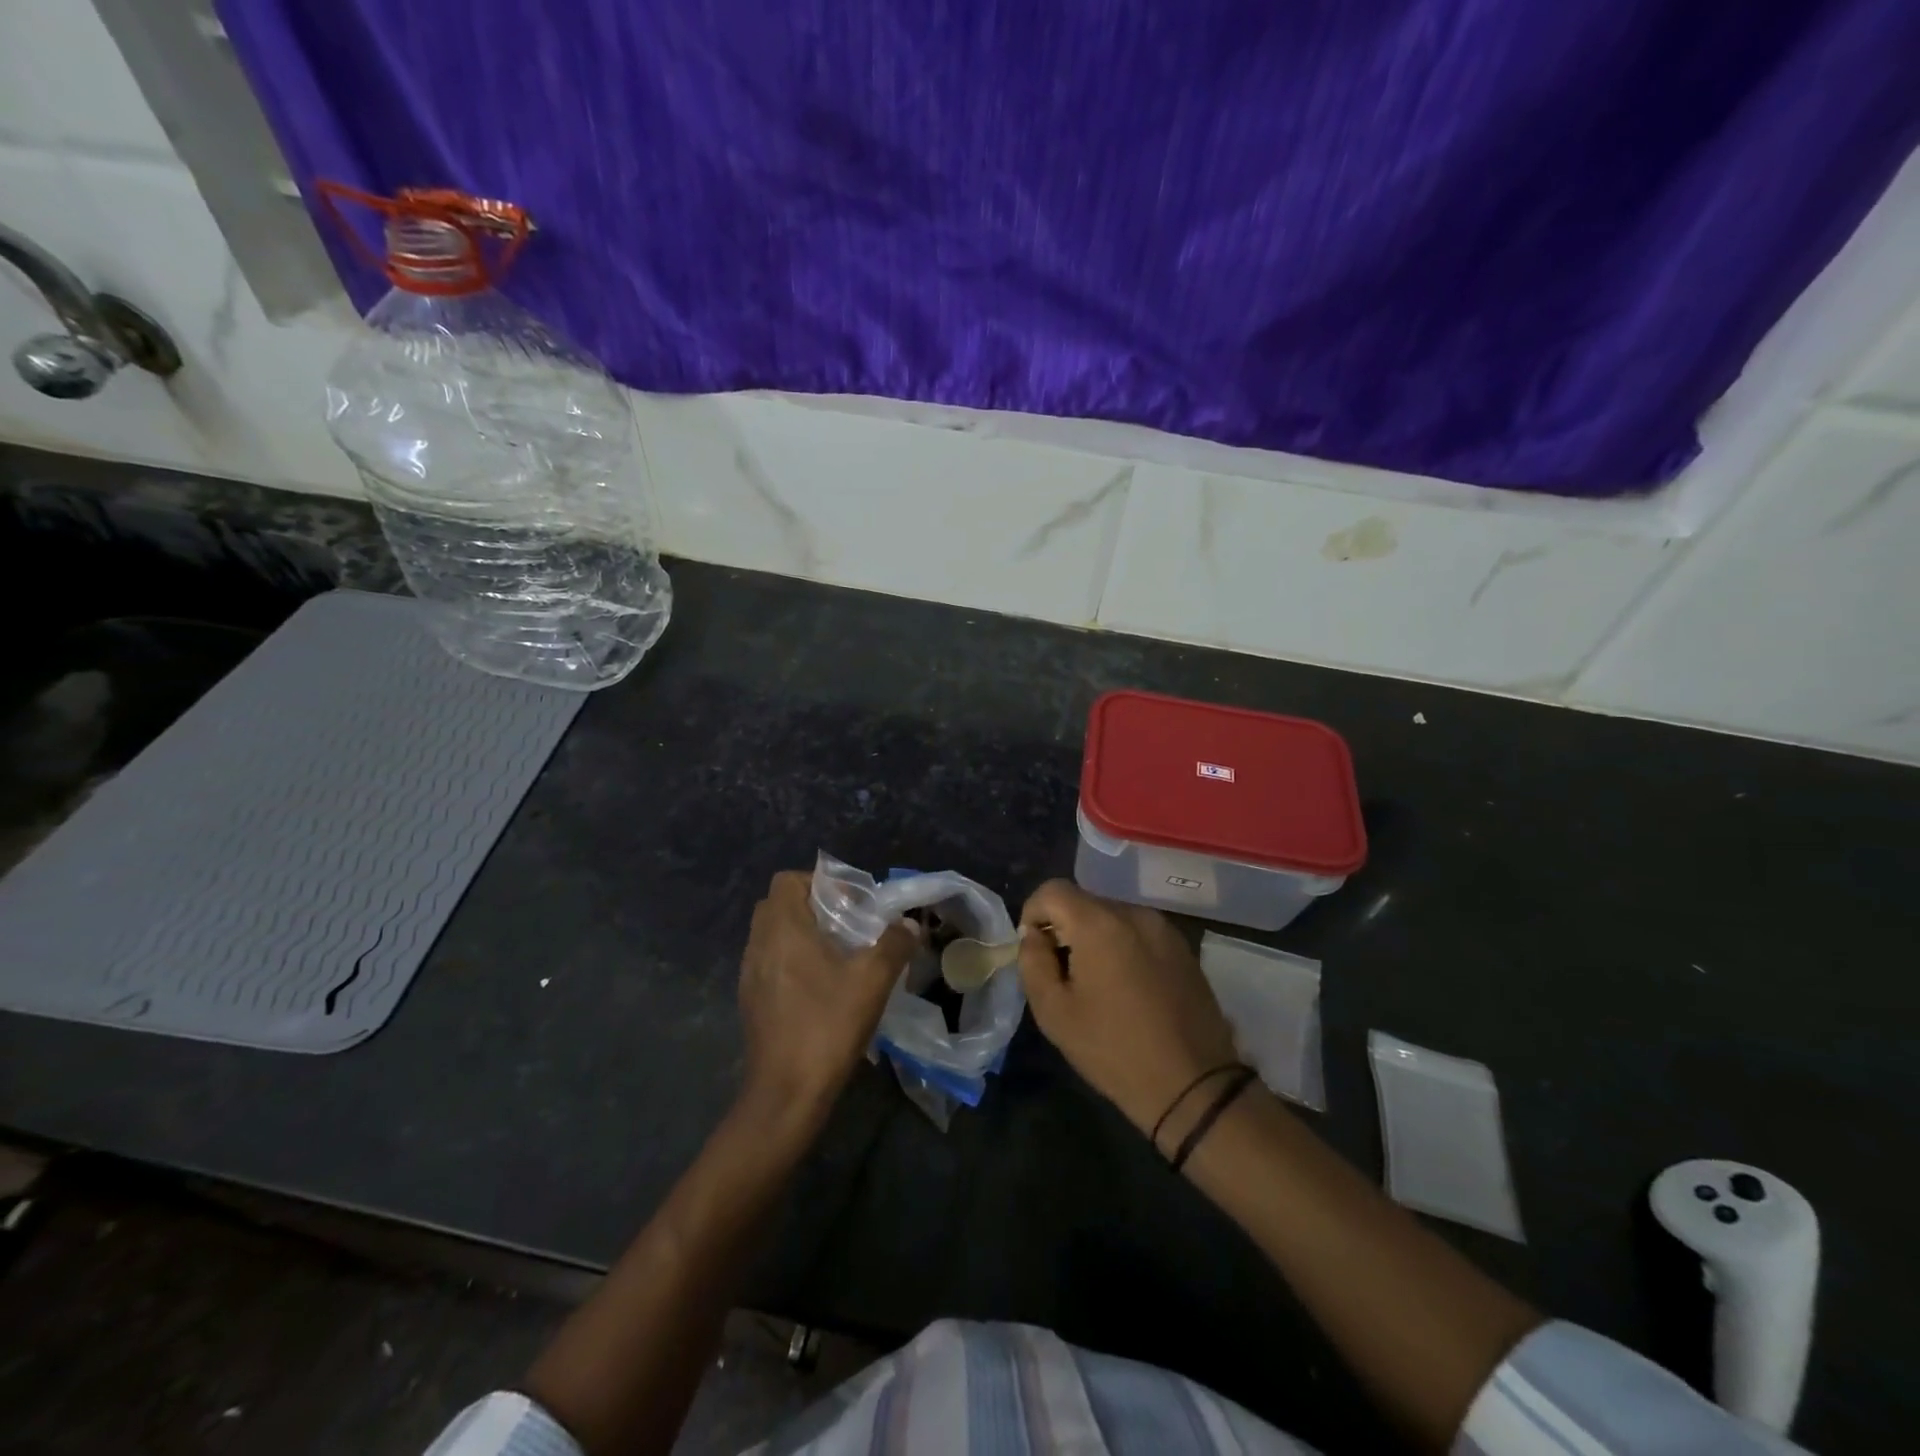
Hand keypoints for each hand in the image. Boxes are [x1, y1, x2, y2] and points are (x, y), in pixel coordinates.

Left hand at [738, 870, 917, 1124]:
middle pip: (779, 905)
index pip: (787, 881)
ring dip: (803, 935)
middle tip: (848, 925)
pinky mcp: (752, 1002)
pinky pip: (771, 963)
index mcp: (782, 930)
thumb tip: (909, 925)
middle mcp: (758, 945)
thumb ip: (893, 944)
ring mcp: (750, 976)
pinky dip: (793, 961)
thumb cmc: (827, 1026)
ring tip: (839, 955)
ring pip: (773, 936)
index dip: (820, 882)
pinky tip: (822, 987)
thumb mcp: (872, 980)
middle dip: (813, 906)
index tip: (851, 903)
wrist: (786, 1094)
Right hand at [1018, 880, 1239, 1143]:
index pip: (1053, 890)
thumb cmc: (1114, 1049)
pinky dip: (1123, 947)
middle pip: (1084, 902)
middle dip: (1065, 928)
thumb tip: (1034, 935)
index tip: (1035, 949)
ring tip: (1096, 983)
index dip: (1034, 913)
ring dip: (1095, 938)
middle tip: (1062, 972)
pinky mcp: (1183, 947)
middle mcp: (1134, 914)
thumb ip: (1033, 962)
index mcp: (1099, 923)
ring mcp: (1164, 928)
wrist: (1193, 1085)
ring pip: (1113, 916)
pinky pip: (1139, 932)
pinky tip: (1127, 988)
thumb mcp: (1054, 1012)